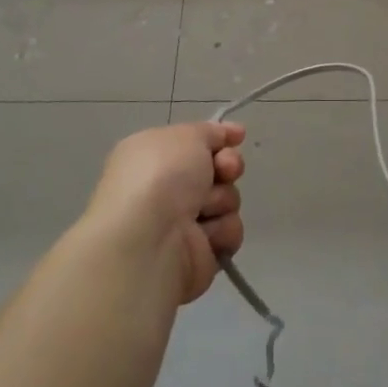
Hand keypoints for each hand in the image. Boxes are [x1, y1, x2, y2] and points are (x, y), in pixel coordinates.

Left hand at [85, 121, 246, 304]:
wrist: (150, 240)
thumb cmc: (162, 176)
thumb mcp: (186, 135)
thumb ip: (211, 131)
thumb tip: (231, 132)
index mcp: (153, 157)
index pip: (195, 144)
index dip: (219, 140)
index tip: (237, 137)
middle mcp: (165, 189)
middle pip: (217, 171)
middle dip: (228, 168)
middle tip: (224, 171)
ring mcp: (181, 224)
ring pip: (226, 201)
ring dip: (222, 201)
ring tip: (203, 210)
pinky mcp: (198, 254)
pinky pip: (228, 233)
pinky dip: (222, 232)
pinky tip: (205, 235)